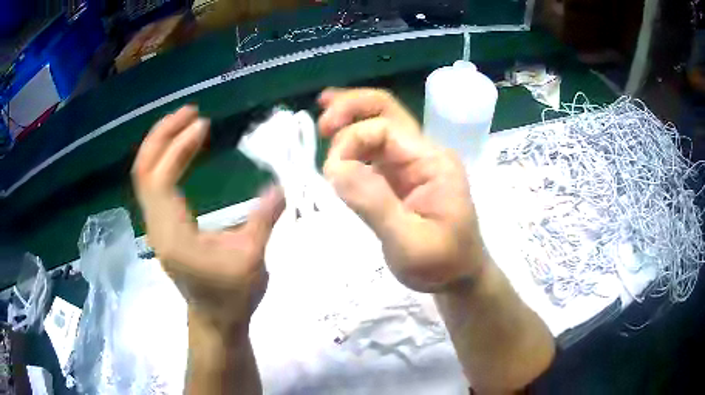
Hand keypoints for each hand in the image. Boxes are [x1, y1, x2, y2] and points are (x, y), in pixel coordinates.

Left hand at [132, 106, 283, 329]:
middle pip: (144, 170)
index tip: (204, 125)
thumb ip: (264, 219)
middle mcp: (156, 225)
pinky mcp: (162, 225)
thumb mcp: (252, 260)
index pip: (161, 178)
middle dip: (163, 135)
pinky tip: (181, 149)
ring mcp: (156, 225)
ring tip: (187, 122)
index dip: (178, 147)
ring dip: (162, 144)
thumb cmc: (231, 296)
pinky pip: (154, 184)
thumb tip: (281, 183)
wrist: (215, 321)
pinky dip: (164, 159)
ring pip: (145, 175)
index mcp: (172, 233)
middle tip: (190, 111)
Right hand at [318, 88, 484, 292]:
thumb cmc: (442, 264)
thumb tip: (334, 167)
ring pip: (377, 126)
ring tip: (322, 126)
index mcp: (433, 162)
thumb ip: (375, 203)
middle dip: (351, 108)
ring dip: (349, 122)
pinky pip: (374, 151)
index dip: (352, 142)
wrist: (460, 277)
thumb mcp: (410, 242)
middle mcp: (423, 154)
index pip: (385, 130)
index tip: (331, 174)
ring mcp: (411, 164)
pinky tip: (335, 141)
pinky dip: (352, 143)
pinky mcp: (399, 179)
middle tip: (321, 123)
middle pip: (386, 111)